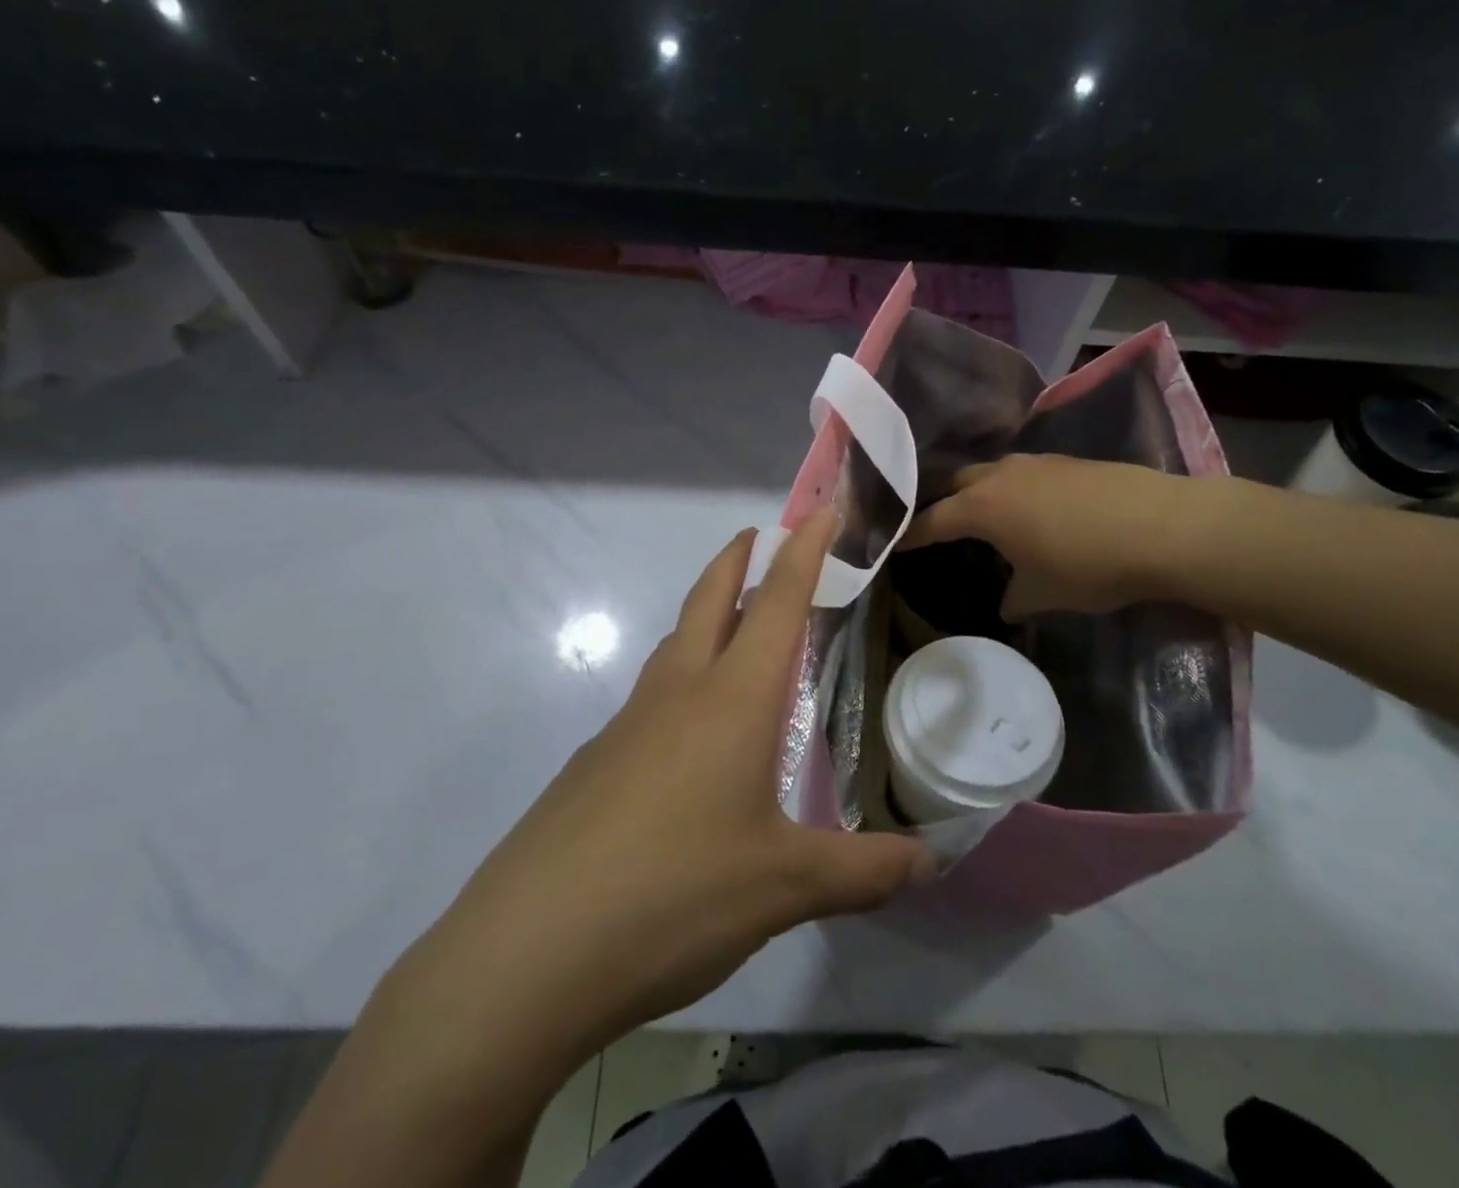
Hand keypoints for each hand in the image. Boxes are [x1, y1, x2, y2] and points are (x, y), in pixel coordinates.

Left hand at [374, 513, 935, 1105]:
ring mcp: (626, 726)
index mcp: (731, 700)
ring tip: (731, 621)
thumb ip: (863, 872)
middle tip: (758, 534)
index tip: (821, 508)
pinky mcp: (594, 764)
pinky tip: (688, 731)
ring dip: (705, 615)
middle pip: (709, 601)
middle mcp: (677, 694)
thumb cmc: (673, 895)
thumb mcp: (783, 887)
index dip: (803, 551)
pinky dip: (680, 679)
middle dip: (738, 559)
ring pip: (674, 645)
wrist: (527, 952)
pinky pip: (650, 698)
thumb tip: (932, 864)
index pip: (778, 603)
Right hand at [902, 454, 1194, 618]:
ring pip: (991, 471)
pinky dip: (1013, 488)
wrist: (1163, 527)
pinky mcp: (1068, 461)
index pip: (932, 519)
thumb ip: (1015, 599)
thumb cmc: (1089, 564)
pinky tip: (1030, 508)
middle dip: (940, 500)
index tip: (893, 542)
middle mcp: (1001, 475)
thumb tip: (1007, 604)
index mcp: (983, 507)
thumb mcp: (1044, 593)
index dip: (911, 533)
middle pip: (955, 481)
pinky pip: (1023, 472)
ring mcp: (1036, 462)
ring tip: (981, 513)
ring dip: (979, 490)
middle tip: (932, 520)